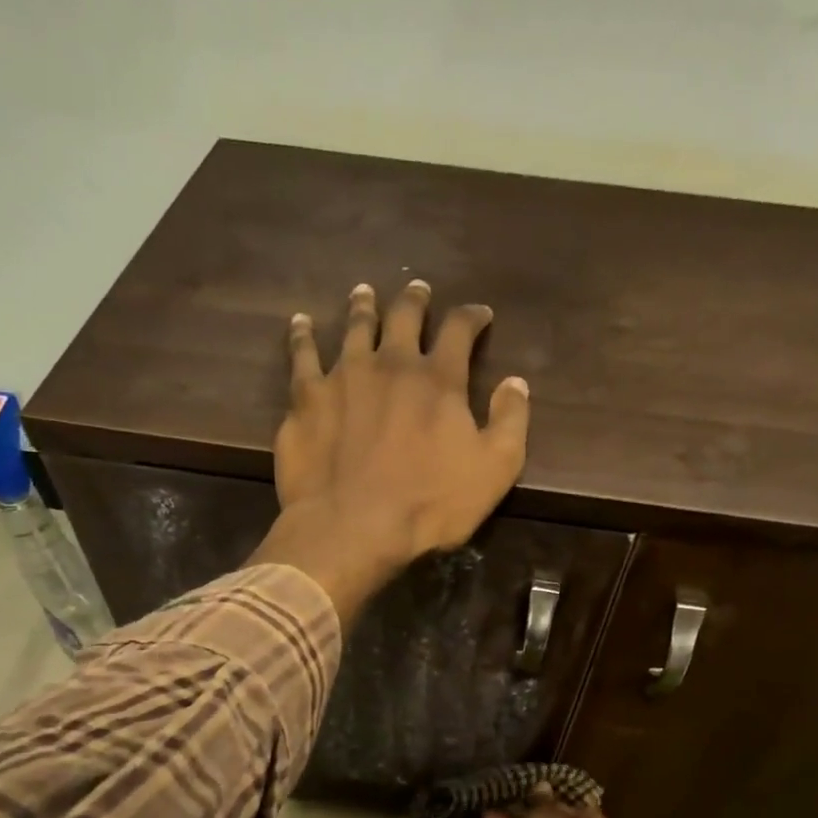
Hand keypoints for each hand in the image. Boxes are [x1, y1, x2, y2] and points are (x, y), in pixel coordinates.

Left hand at [249, 281, 530, 618]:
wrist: (352, 527)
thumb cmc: (429, 506)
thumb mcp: (494, 471)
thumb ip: (510, 422)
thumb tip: (516, 382)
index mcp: (438, 380)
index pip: (459, 330)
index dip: (472, 317)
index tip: (479, 314)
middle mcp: (390, 364)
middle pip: (403, 316)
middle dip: (414, 300)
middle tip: (417, 290)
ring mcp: (344, 377)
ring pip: (354, 327)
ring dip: (363, 307)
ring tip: (364, 294)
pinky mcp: (306, 398)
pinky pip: (302, 356)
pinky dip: (302, 336)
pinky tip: (301, 323)